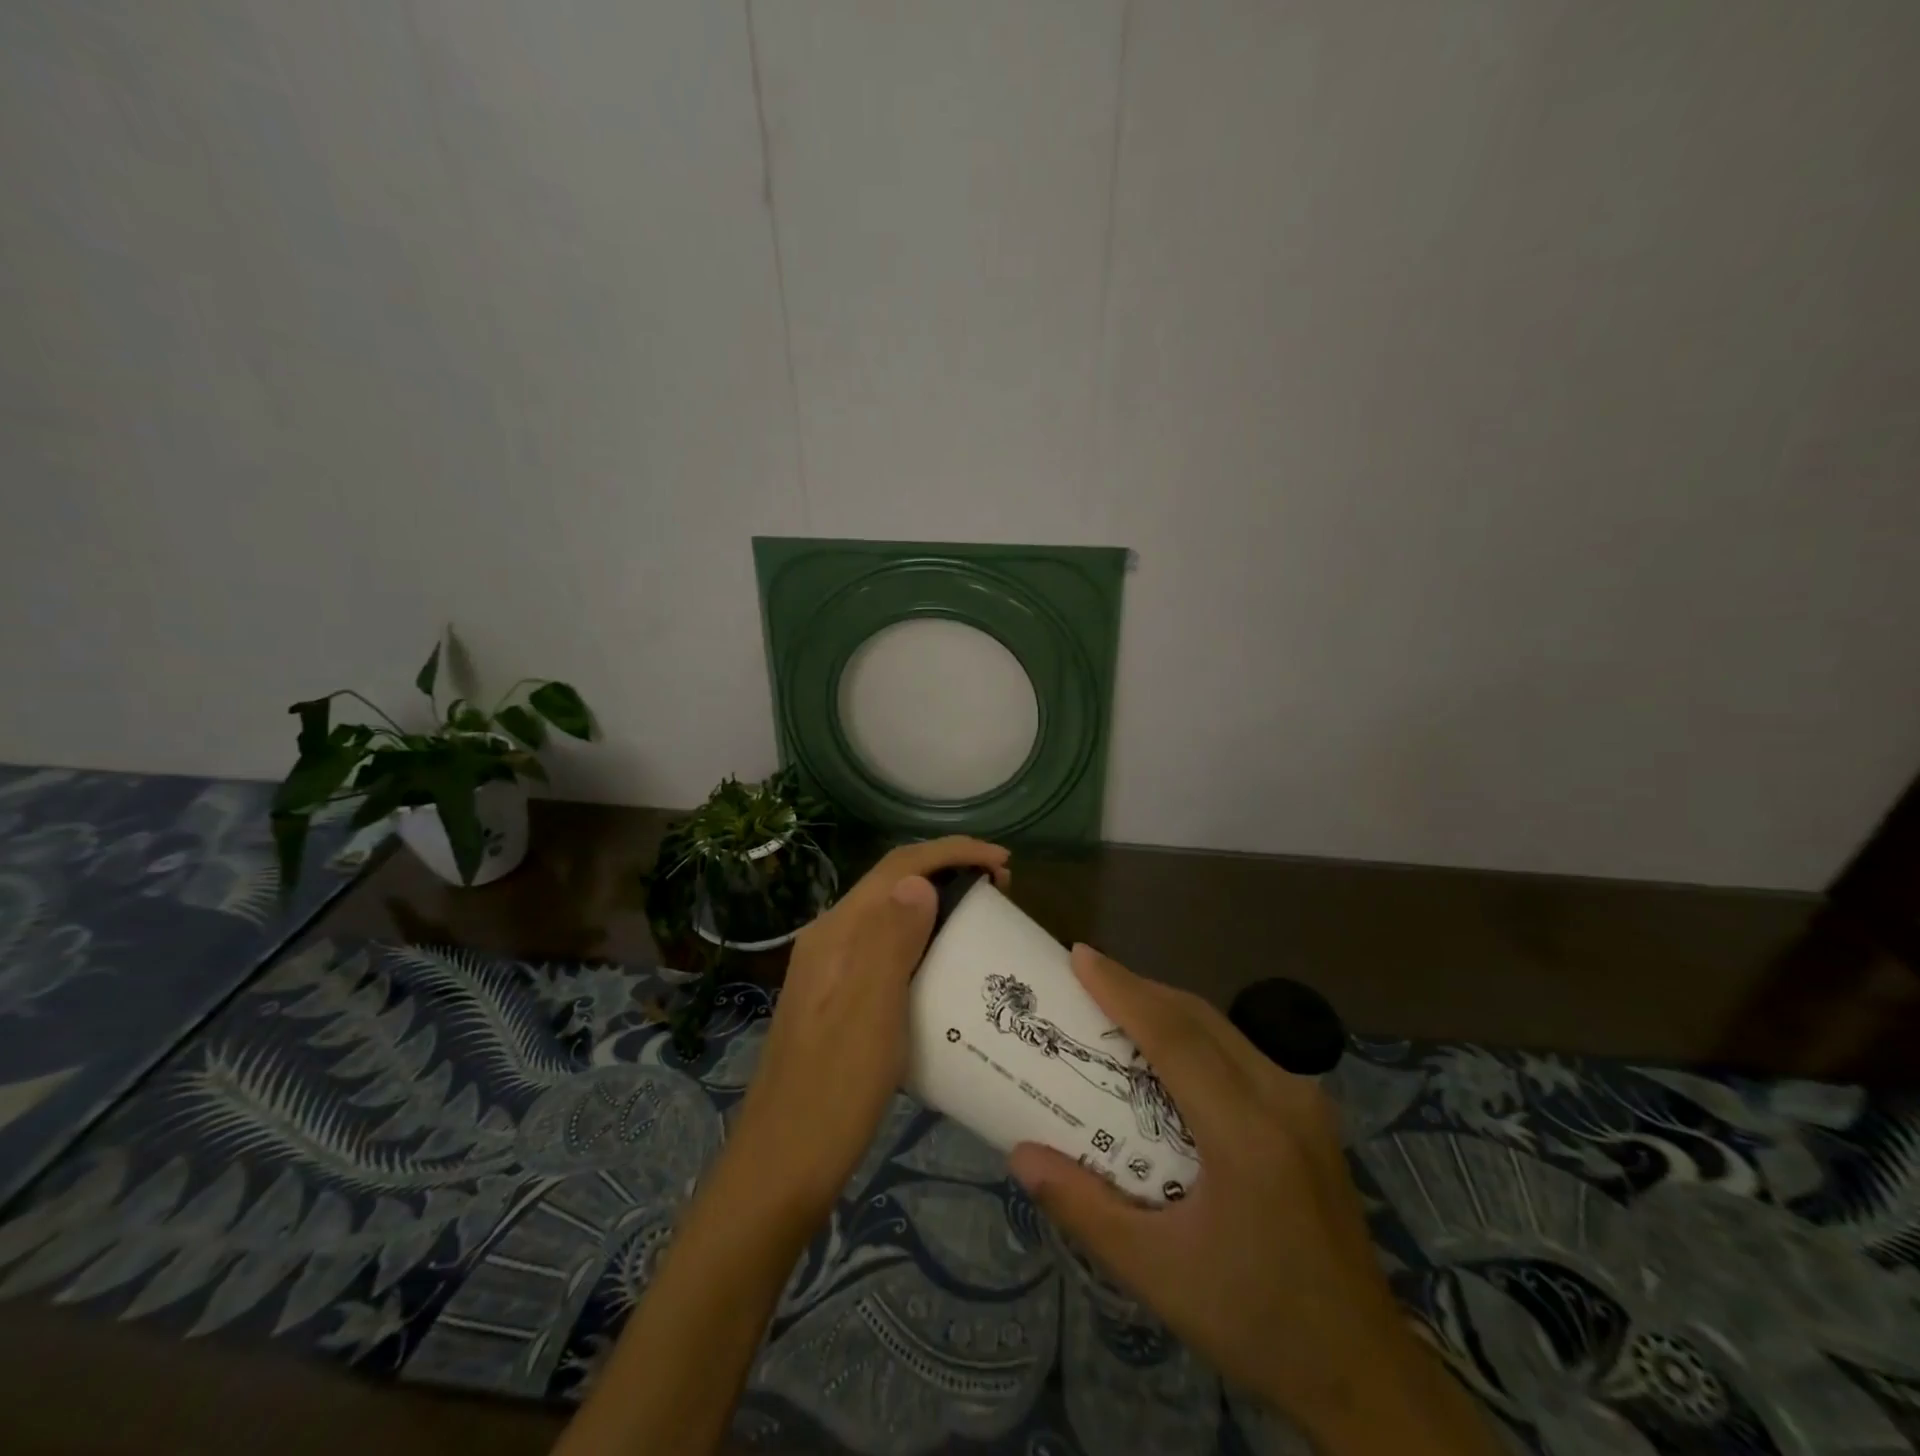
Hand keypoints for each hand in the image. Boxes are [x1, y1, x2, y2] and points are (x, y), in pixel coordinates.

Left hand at [727, 836, 1010, 1223]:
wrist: (780, 1168)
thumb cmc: (832, 1092)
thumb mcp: (869, 1013)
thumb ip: (890, 941)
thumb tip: (920, 881)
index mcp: (836, 933)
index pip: (897, 867)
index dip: (951, 852)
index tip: (1003, 862)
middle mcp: (830, 940)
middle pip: (893, 885)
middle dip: (948, 873)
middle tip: (1001, 891)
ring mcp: (831, 971)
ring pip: (890, 917)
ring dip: (937, 905)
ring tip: (982, 920)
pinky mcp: (838, 1000)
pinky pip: (887, 950)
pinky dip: (923, 941)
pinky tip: (946, 968)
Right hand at [1009, 946, 1496, 1455]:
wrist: (1365, 1372)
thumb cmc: (1256, 1321)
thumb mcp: (1157, 1274)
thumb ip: (1083, 1207)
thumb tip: (1020, 1154)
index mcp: (1247, 1133)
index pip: (1174, 1036)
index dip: (1123, 990)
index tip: (1079, 956)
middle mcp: (1282, 1098)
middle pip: (1199, 1018)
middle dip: (1139, 988)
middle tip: (1086, 976)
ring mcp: (1305, 1101)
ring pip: (1223, 1027)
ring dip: (1167, 1008)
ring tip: (1117, 1006)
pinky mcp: (1312, 1113)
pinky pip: (1242, 1050)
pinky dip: (1196, 1034)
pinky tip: (1169, 1054)